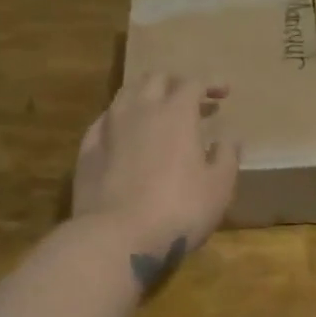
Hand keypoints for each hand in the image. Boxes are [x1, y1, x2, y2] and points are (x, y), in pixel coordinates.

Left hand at [72, 75, 238, 291]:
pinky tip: (125, 135)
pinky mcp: (86, 149)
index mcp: (176, 113)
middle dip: (176, 83)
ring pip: (126, 94)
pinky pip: (104, 121)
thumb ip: (227, 156)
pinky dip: (121, 119)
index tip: (223, 94)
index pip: (193, 83)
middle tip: (190, 100)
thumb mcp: (219, 186)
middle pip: (156, 79)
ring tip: (156, 111)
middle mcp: (140, 110)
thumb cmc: (179, 210)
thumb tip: (229, 137)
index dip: (210, 84)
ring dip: (145, 95)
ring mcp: (108, 127)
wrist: (116, 237)